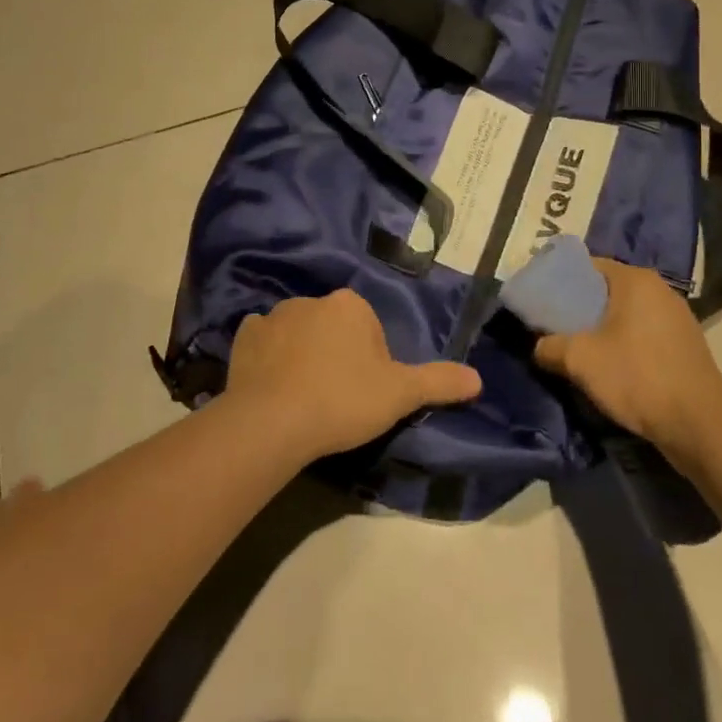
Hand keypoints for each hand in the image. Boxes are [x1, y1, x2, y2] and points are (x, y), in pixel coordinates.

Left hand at [224, 289, 482, 462]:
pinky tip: (272, 386)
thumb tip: (478, 378)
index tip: (365, 392)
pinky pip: (262, 342)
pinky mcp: (244, 338)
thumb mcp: (400, 395)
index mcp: (350, 305)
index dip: (371, 361)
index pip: (369, 328)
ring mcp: (273, 316)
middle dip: (337, 354)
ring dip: (302, 354)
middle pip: (333, 328)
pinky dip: (268, 357)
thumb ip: (438, 382)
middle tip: (337, 398)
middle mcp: (311, 300)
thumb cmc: (343, 400)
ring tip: (303, 398)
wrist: (273, 421)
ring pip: (297, 333)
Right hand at [533, 259, 721, 449]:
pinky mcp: (686, 345)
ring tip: (577, 347)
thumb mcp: (580, 360)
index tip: (541, 300)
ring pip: (626, 313)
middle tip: (552, 325)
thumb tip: (538, 347)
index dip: (559, 281)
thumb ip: (549, 346)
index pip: (587, 266)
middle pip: (607, 289)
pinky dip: (624, 342)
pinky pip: (643, 333)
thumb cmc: (637, 377)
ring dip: (602, 327)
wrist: (699, 425)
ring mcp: (677, 317)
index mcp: (635, 280)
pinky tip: (610, 364)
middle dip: (579, 306)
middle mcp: (659, 289)